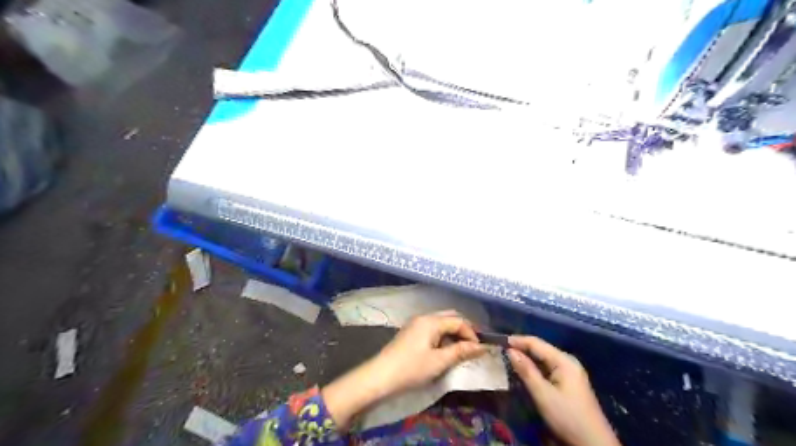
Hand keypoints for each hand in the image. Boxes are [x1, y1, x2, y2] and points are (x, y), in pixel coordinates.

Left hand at [375, 310, 491, 393]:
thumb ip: (461, 351)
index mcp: (431, 321)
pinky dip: (443, 336)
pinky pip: (432, 328)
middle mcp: (424, 317)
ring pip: (441, 322)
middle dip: (464, 330)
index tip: (480, 350)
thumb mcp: (439, 361)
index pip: (459, 321)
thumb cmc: (411, 369)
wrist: (380, 376)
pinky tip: (445, 350)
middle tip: (473, 347)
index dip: (472, 334)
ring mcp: (416, 324)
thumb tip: (481, 347)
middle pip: (450, 317)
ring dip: (453, 333)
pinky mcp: (411, 332)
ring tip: (461, 350)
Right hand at [510, 334, 621, 445]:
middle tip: (501, 350)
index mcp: (564, 360)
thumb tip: (510, 351)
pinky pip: (547, 368)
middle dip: (521, 348)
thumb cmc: (567, 417)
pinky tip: (524, 371)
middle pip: (540, 349)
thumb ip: (526, 371)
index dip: (517, 340)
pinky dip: (534, 368)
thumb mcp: (543, 394)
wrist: (593, 444)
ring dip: (527, 358)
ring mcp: (569, 372)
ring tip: (508, 358)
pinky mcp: (568, 382)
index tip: (499, 341)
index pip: (536, 343)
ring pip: (543, 359)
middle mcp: (567, 361)